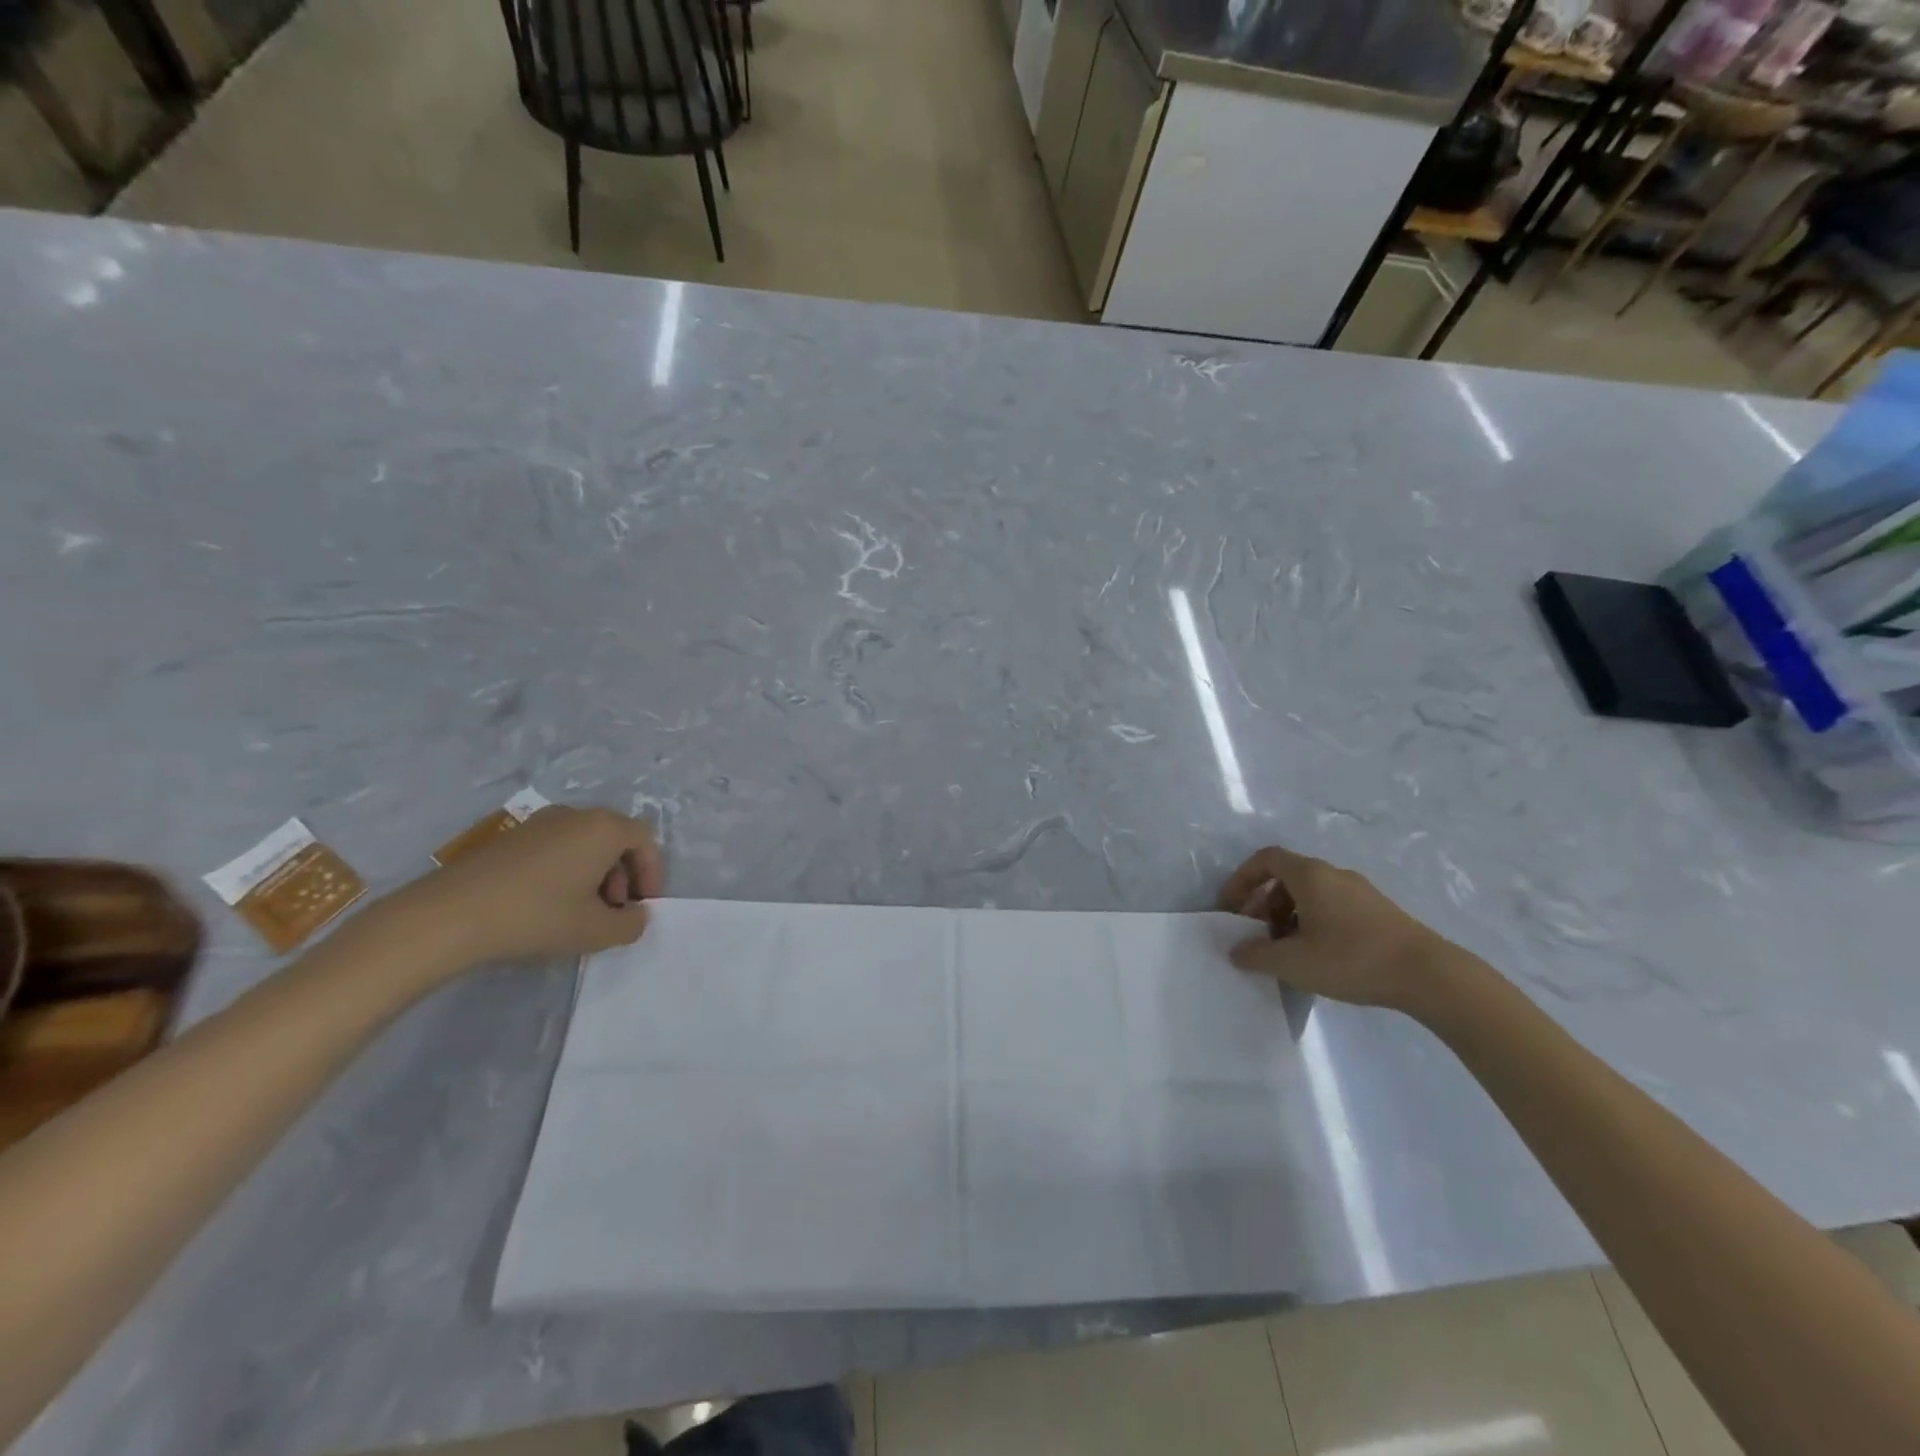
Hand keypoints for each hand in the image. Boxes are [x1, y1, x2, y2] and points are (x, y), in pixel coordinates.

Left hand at [388, 805, 664, 970]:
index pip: (645, 840)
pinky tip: (548, 905)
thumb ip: (630, 924)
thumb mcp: (596, 931)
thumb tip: (636, 914)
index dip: (651, 873)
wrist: (449, 915)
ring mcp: (540, 823)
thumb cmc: (537, 915)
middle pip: (615, 839)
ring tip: (581, 912)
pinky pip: (556, 847)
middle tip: (614, 911)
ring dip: (595, 874)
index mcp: (604, 828)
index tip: (643, 905)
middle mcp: (576, 815)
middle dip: (623, 875)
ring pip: (585, 843)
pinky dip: (566, 870)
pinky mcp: (511, 837)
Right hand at [1217, 845, 1454, 1012]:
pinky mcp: (1379, 912)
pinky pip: (1333, 907)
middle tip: (1257, 936)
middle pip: (1287, 877)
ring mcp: (1360, 892)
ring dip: (1289, 916)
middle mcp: (1334, 874)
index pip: (1265, 859)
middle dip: (1264, 904)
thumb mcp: (1293, 962)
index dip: (1242, 879)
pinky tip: (1319, 957)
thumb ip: (1256, 955)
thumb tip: (1235, 951)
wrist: (1429, 975)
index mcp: (1310, 875)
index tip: (1232, 908)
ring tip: (1287, 951)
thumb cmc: (1352, 959)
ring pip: (1311, 894)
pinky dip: (1314, 923)